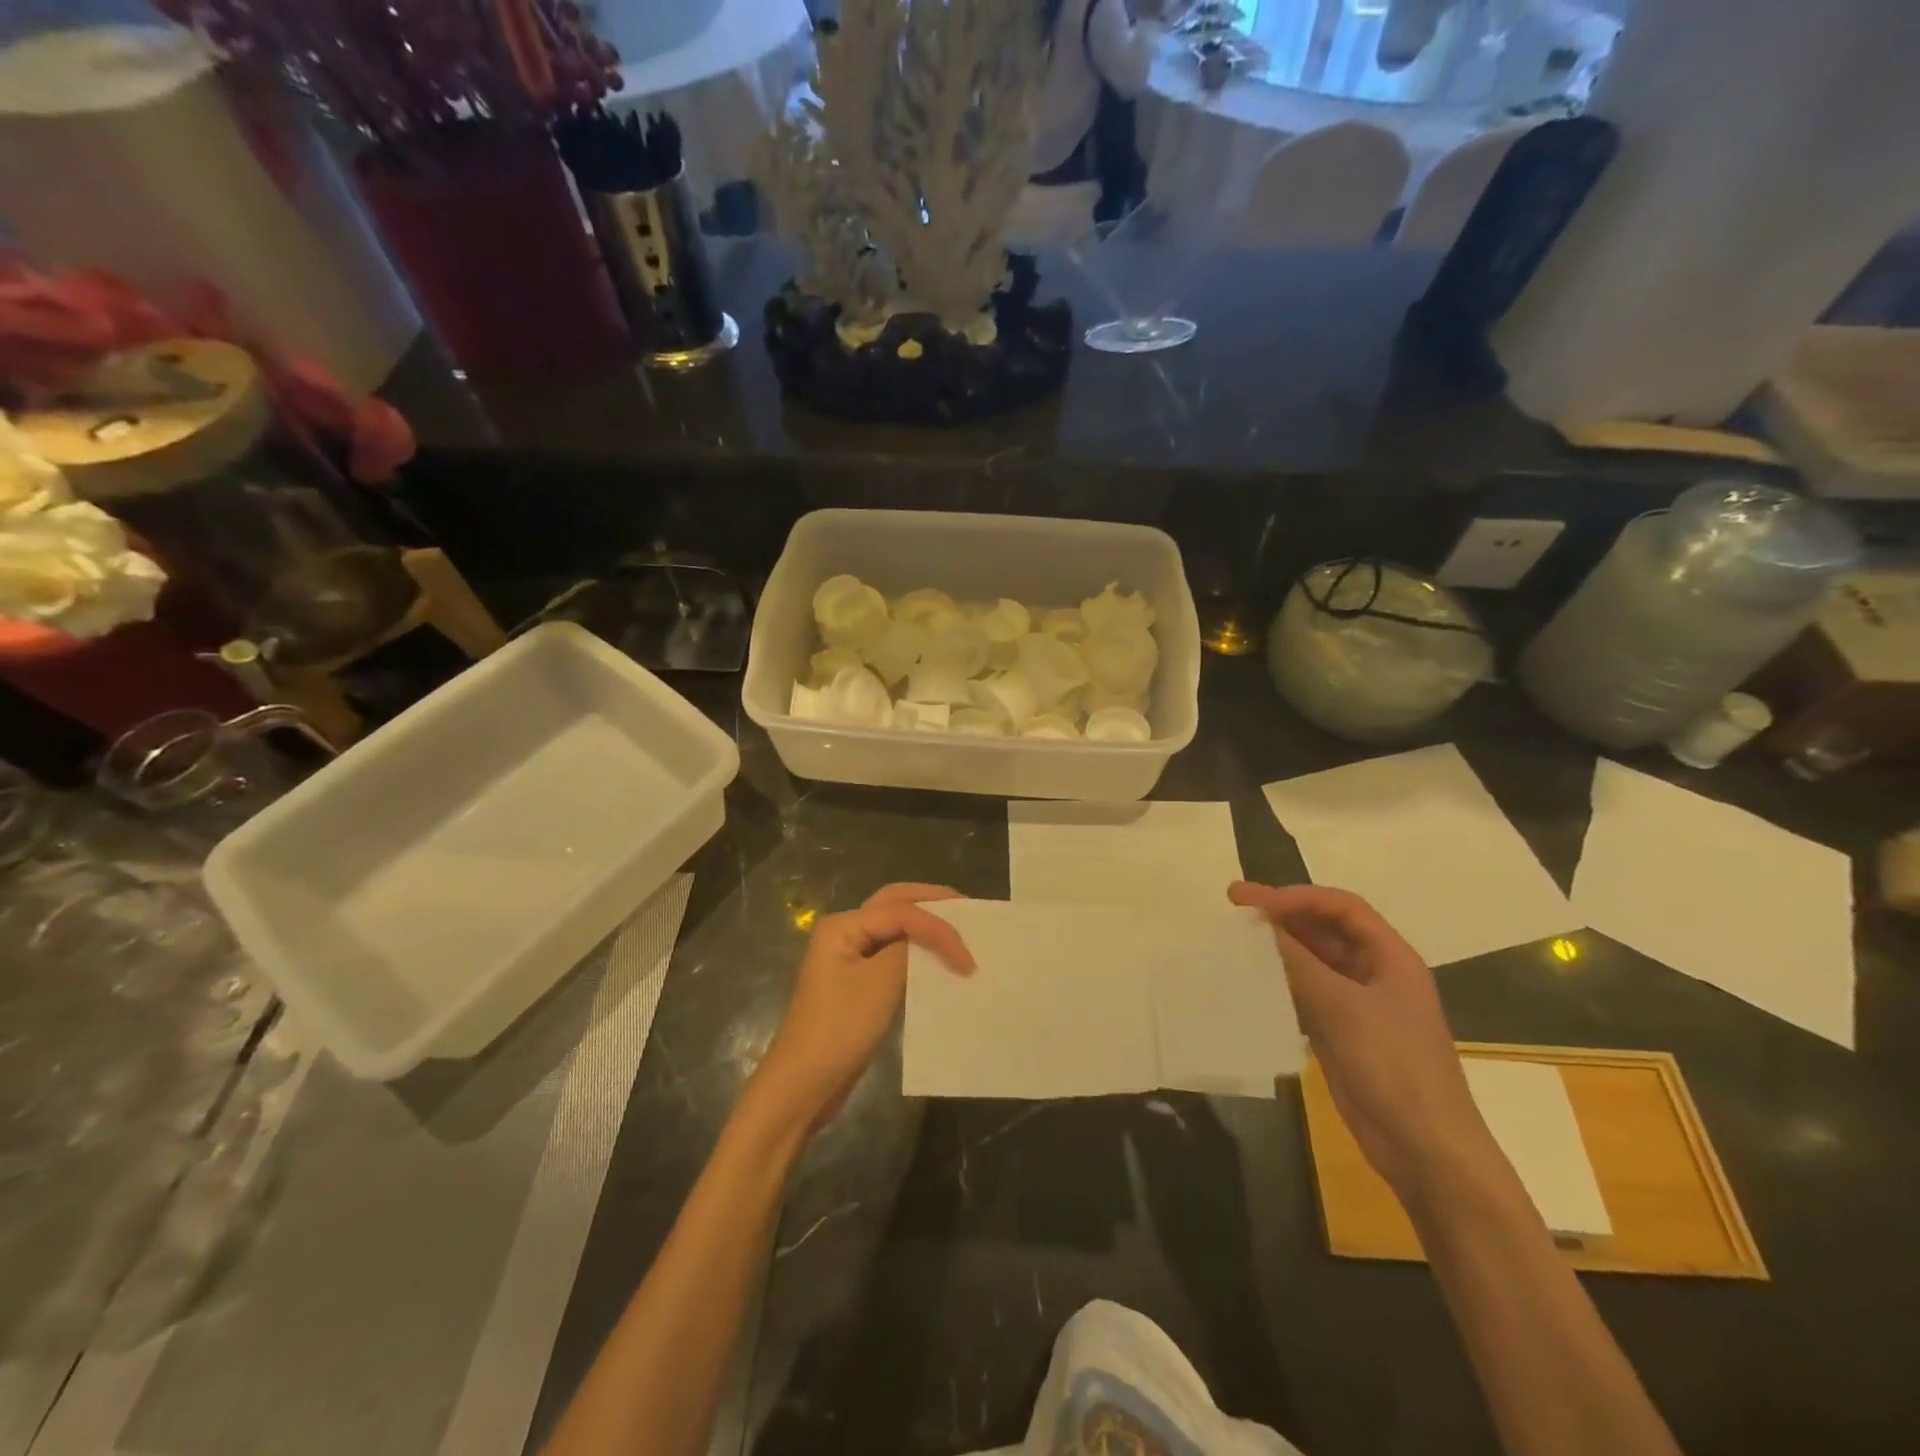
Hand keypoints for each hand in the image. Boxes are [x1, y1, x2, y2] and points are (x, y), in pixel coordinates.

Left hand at [749, 883, 973, 1136]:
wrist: (804, 1085)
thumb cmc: (840, 1030)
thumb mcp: (880, 985)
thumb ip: (909, 951)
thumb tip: (932, 938)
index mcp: (843, 925)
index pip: (901, 911)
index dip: (939, 928)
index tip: (969, 958)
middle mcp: (844, 932)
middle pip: (894, 904)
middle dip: (931, 903)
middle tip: (968, 908)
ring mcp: (848, 957)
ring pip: (894, 927)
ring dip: (925, 925)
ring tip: (959, 928)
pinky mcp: (856, 982)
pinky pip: (892, 954)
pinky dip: (917, 951)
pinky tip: (938, 960)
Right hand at [1230, 881, 1495, 1199]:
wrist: (1424, 1148)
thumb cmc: (1393, 1066)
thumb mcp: (1341, 1007)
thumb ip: (1296, 962)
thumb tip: (1256, 924)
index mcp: (1391, 958)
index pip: (1342, 907)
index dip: (1298, 897)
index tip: (1255, 901)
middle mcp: (1375, 974)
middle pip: (1325, 930)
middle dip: (1282, 916)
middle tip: (1234, 907)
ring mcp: (1359, 1006)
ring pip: (1313, 962)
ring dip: (1277, 949)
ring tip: (1234, 940)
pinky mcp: (1342, 1034)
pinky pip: (1306, 994)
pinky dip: (1279, 982)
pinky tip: (1249, 982)